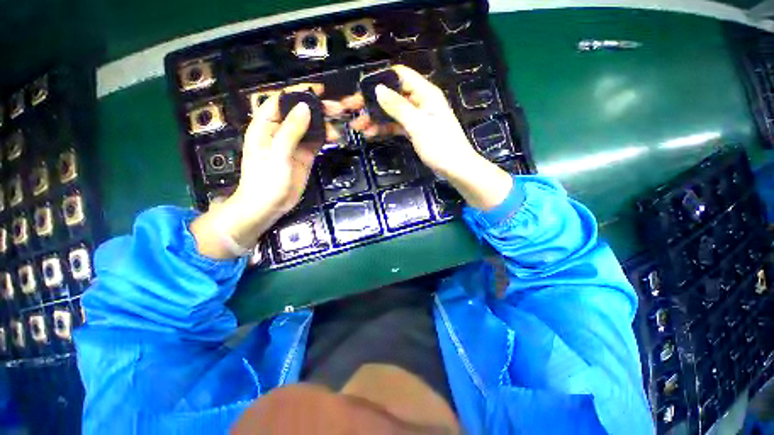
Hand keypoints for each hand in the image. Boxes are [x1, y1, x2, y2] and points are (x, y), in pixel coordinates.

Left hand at [191, 83, 339, 258]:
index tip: (319, 89)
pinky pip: (315, 142)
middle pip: (299, 113)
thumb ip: (291, 131)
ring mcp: (293, 144)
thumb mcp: (278, 154)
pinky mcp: (304, 156)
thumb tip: (305, 107)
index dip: (298, 92)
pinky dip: (325, 137)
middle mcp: (280, 131)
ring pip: (310, 127)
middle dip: (317, 108)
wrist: (269, 207)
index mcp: (265, 126)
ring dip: (324, 123)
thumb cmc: (266, 181)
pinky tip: (335, 136)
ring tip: (339, 123)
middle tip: (337, 108)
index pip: (281, 101)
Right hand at [337, 65, 512, 210]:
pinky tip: (371, 134)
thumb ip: (398, 107)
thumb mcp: (418, 125)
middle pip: (393, 95)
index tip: (361, 90)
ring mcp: (417, 117)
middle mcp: (420, 101)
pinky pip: (397, 125)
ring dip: (376, 118)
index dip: (381, 79)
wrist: (455, 168)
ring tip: (358, 127)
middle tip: (353, 111)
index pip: (400, 76)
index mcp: (425, 93)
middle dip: (373, 103)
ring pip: (392, 112)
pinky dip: (385, 129)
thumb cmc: (440, 145)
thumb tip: (378, 88)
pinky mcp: (415, 131)